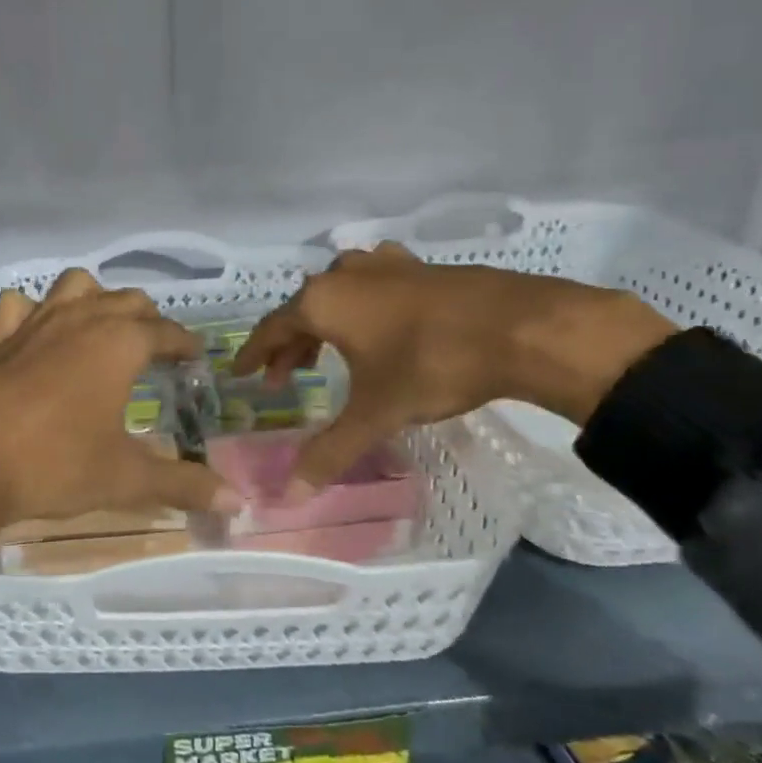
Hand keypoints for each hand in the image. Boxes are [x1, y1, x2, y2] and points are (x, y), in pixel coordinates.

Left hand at [0, 269, 239, 536]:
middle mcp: (80, 320)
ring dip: (94, 299)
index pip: (165, 331)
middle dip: (147, 318)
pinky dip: (33, 311)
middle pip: (125, 300)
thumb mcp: (125, 479)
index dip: (185, 343)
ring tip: (101, 329)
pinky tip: (36, 333)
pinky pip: (18, 306)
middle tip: (156, 347)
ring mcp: (33, 324)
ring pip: (74, 286)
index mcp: (119, 343)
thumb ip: (183, 485)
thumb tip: (237, 502)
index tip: (195, 356)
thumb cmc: (54, 465)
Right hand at [231, 243, 674, 492]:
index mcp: (323, 302)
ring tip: (327, 353)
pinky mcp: (421, 267)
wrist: (521, 327)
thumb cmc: (432, 364)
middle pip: (303, 309)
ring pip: (339, 292)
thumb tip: (288, 498)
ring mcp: (386, 264)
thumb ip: (330, 451)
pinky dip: (363, 307)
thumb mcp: (376, 413)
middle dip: (290, 344)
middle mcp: (346, 274)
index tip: (240, 372)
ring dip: (325, 323)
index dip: (253, 354)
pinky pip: (374, 285)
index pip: (271, 328)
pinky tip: (380, 325)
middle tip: (285, 377)